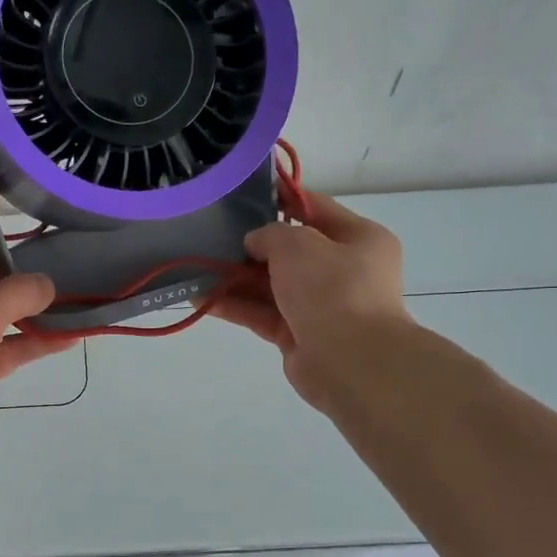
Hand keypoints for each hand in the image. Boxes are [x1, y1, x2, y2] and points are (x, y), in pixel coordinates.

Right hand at [212, 191, 413, 414]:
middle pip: (289, 250)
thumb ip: (270, 233)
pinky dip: (234, 306)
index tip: (243, 194)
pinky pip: (261, 313)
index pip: (315, 208)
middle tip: (212, 233)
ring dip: (236, 277)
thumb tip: (254, 243)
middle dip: (250, 245)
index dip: (280, 198)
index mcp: (359, 239)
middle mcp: (343, 270)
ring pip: (271, 284)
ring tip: (198, 266)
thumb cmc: (333, 289)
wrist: (351, 362)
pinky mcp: (298, 334)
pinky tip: (201, 298)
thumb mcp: (298, 244)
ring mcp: (320, 305)